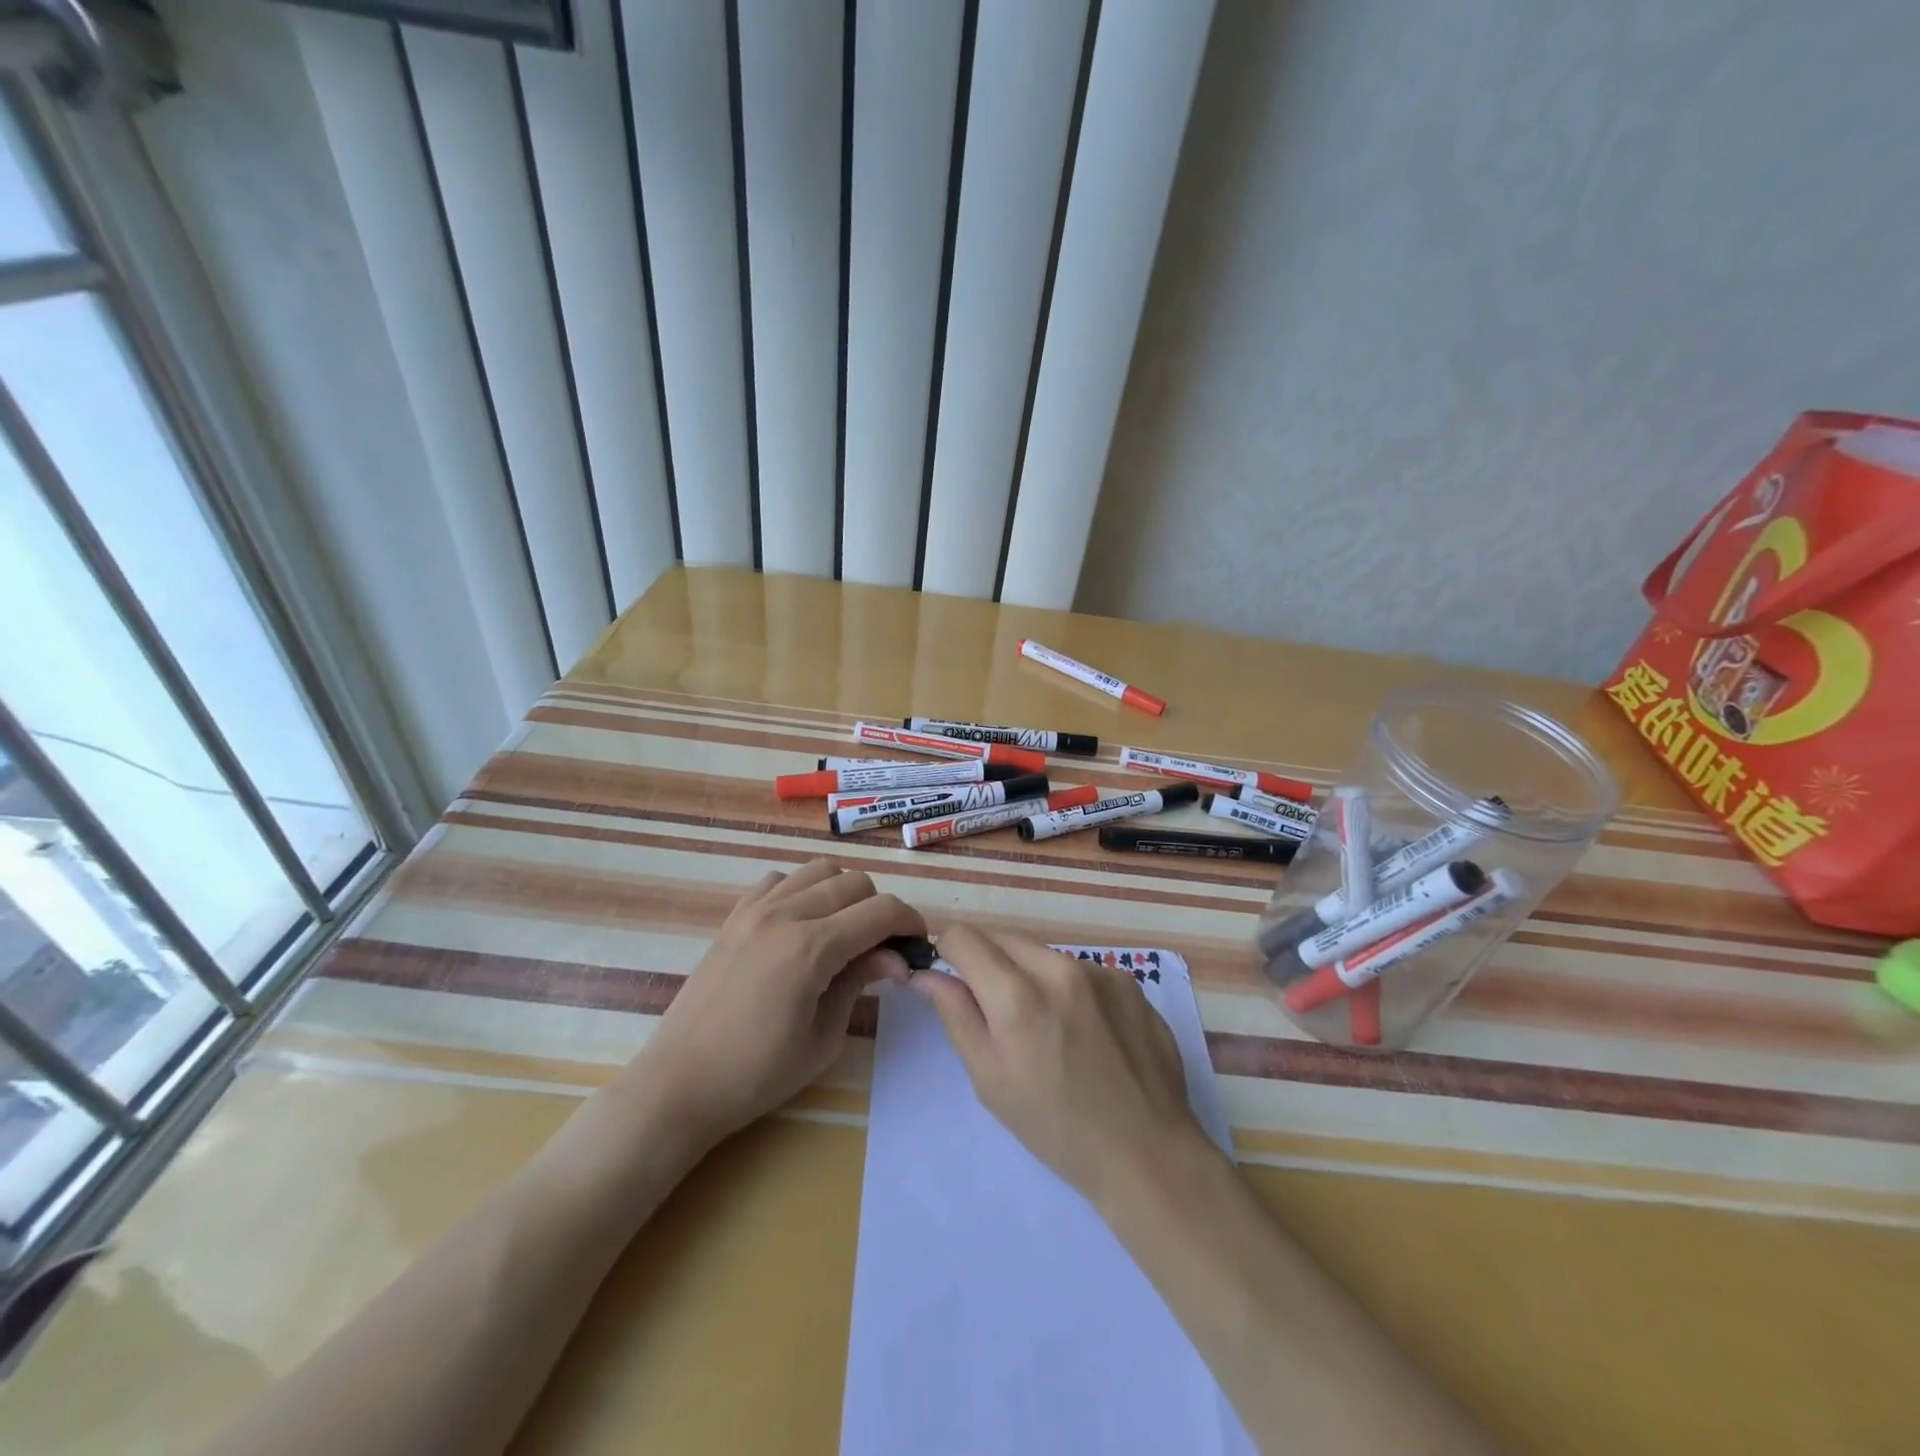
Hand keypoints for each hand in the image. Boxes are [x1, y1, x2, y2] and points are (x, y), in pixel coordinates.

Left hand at [637, 859, 924, 1147]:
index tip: (918, 945)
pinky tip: (802, 925)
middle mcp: (785, 914)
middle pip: (855, 883)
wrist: (680, 1083)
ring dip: (843, 893)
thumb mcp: (823, 1038)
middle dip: (880, 909)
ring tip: (844, 931)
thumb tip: (895, 957)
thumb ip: (860, 983)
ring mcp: (755, 910)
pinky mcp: (734, 916)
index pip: (881, 911)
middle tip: (883, 948)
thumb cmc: (757, 1074)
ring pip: (819, 870)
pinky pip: (780, 880)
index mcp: (812, 947)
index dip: (910, 922)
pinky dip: (802, 890)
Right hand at [908, 925, 1205, 1205]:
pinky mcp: (1128, 981)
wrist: (1146, 1152)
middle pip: (1003, 938)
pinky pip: (1080, 969)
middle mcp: (1058, 968)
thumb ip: (955, 1014)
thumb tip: (926, 974)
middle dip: (987, 961)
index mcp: (1017, 996)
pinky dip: (1067, 987)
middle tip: (994, 1008)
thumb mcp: (989, 1079)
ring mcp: (1099, 971)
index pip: (964, 937)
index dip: (948, 951)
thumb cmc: (1055, 1126)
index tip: (950, 975)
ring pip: (1042, 953)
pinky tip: (1083, 1030)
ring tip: (1045, 1026)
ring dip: (1029, 973)